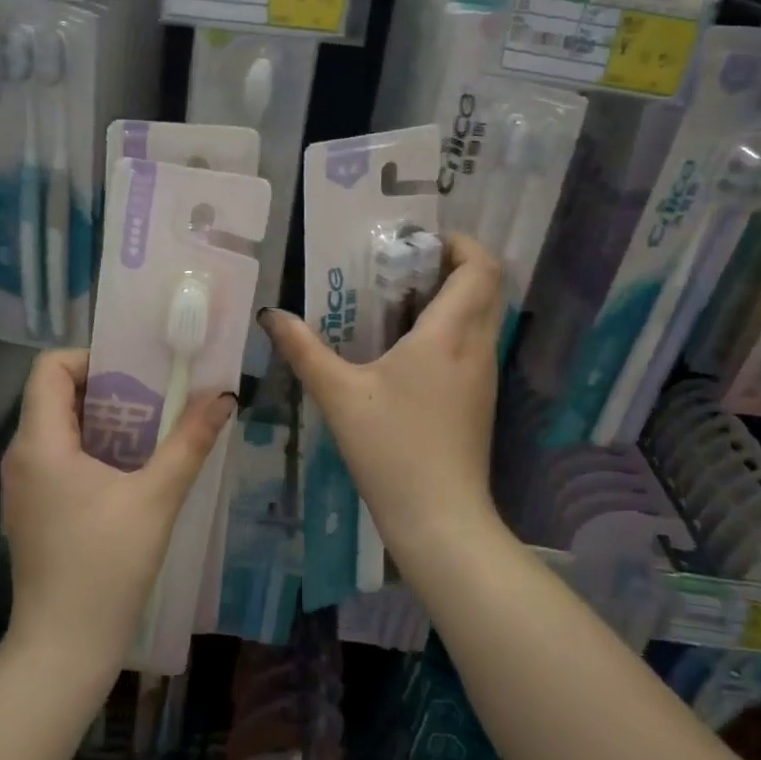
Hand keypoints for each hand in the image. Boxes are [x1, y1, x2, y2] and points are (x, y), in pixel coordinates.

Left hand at [0, 349, 234, 678]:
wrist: (64, 647)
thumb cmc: (106, 566)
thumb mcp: (156, 498)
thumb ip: (189, 442)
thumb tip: (224, 397)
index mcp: (40, 443)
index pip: (50, 367)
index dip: (91, 359)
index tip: (136, 374)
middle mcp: (22, 456)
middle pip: (56, 395)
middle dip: (109, 390)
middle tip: (156, 400)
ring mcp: (23, 486)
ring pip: (60, 428)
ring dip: (104, 422)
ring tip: (151, 432)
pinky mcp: (33, 510)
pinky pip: (59, 458)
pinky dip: (93, 450)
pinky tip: (130, 472)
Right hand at [262, 233, 503, 559]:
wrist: (440, 519)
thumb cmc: (392, 449)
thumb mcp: (339, 395)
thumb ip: (304, 350)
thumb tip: (272, 315)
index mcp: (449, 335)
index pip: (480, 268)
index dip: (460, 243)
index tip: (419, 241)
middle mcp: (476, 347)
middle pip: (488, 286)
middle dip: (454, 264)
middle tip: (404, 266)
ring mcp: (484, 375)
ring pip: (483, 315)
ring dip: (453, 296)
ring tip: (400, 301)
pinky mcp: (480, 399)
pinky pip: (474, 343)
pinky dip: (452, 327)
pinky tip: (408, 348)